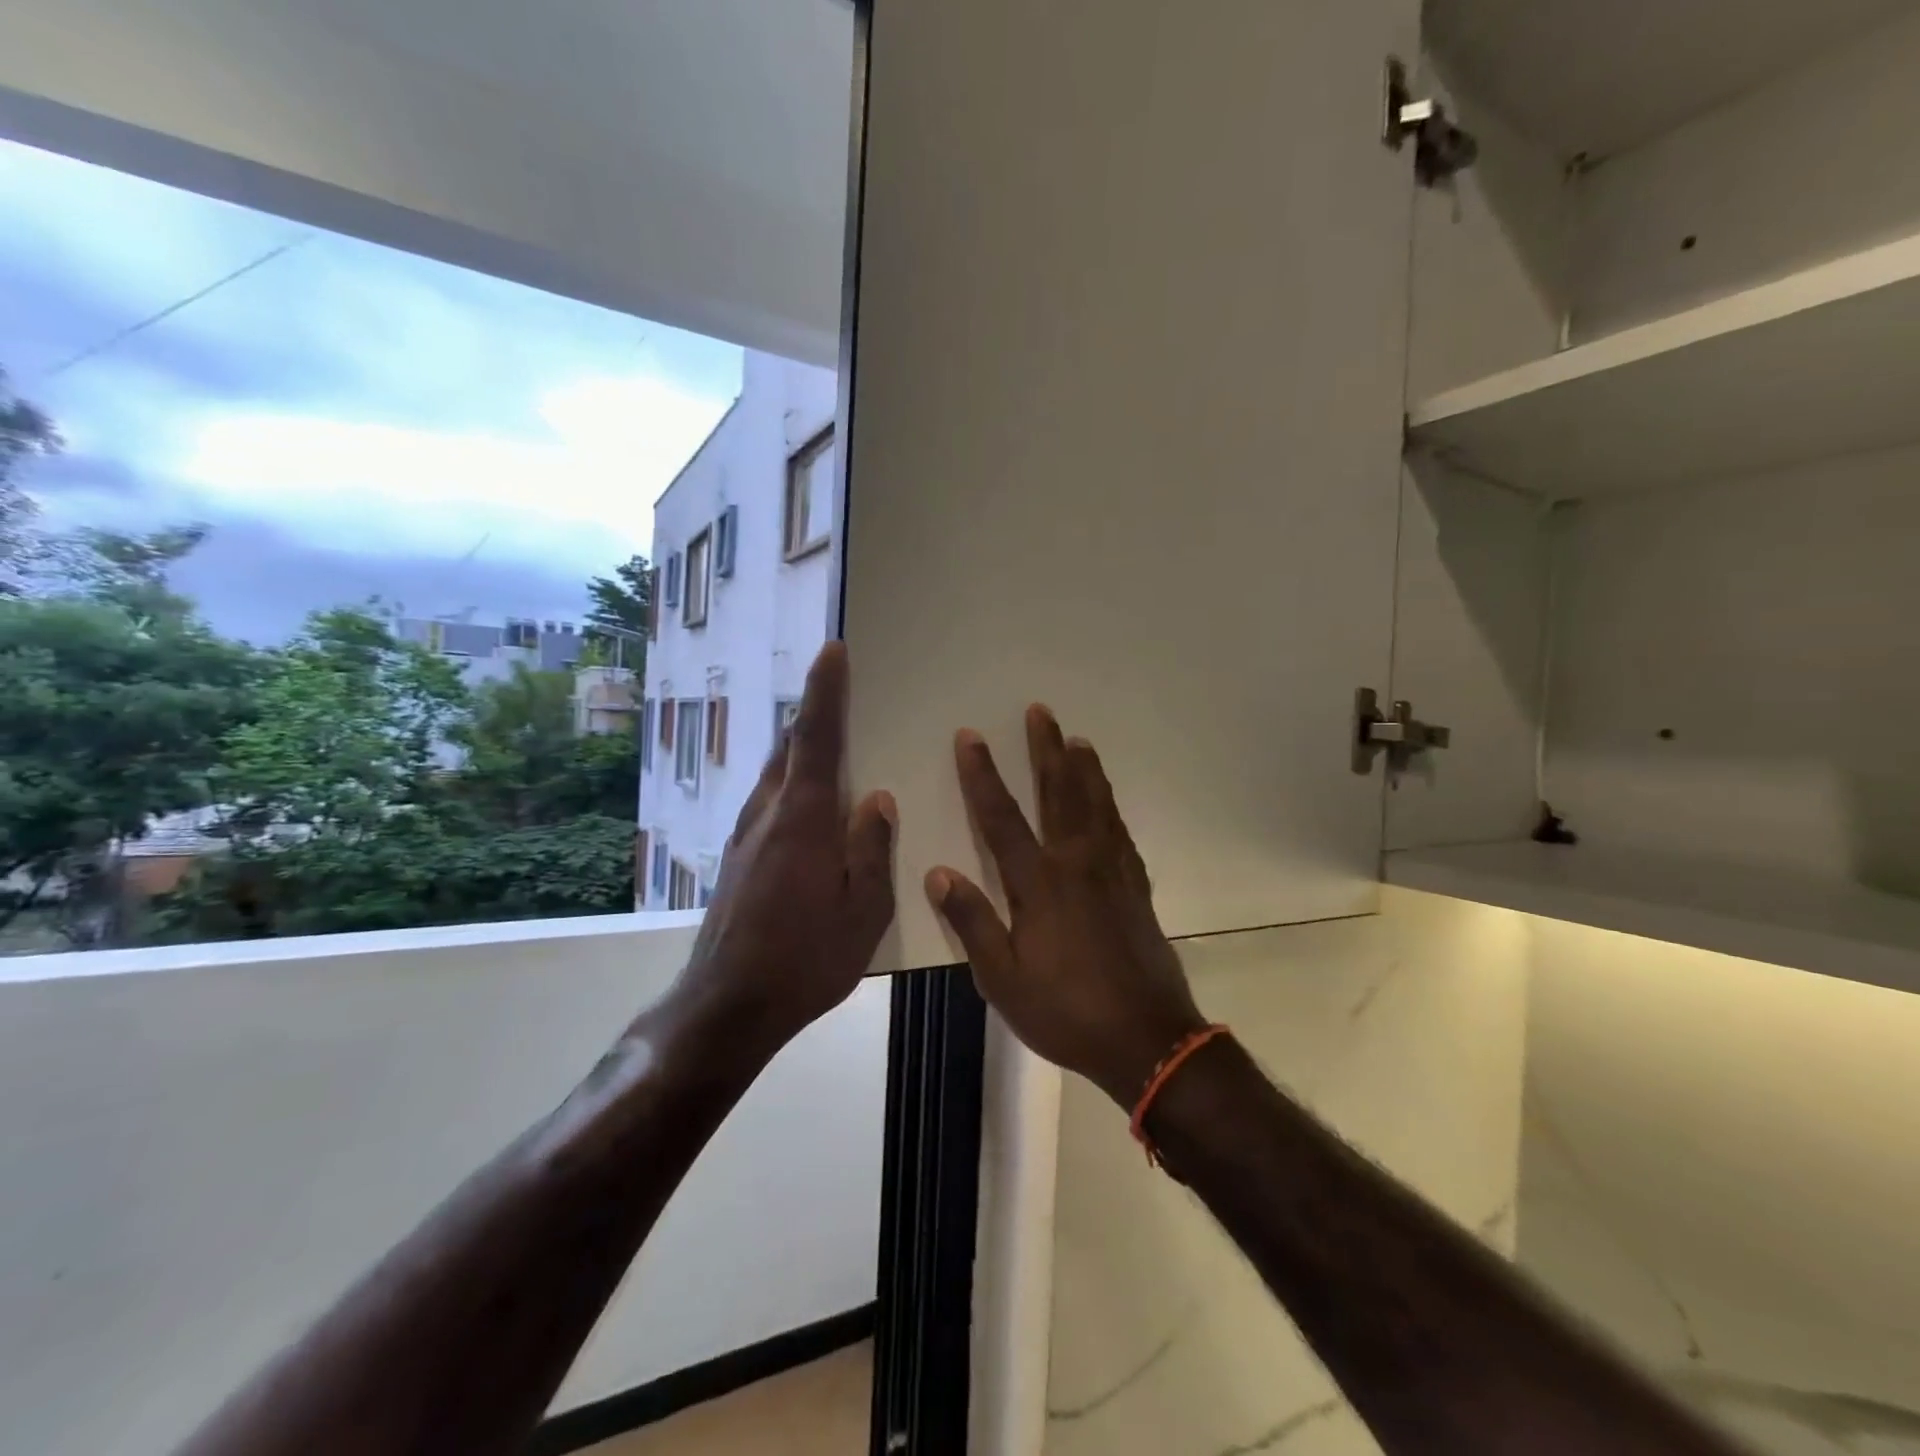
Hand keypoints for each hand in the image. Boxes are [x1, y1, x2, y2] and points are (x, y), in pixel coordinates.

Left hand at [670, 643, 896, 1055]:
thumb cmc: (805, 960)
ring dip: (799, 748)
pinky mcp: (737, 858)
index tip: (832, 650)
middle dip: (812, 713)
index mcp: (803, 819)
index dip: (825, 691)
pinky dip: (789, 783)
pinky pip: (768, 801)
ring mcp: (745, 836)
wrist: (727, 1006)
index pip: (816, 738)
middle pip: (790, 748)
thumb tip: (877, 800)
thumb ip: (872, 850)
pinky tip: (806, 805)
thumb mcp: (863, 911)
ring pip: (775, 774)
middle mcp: (768, 814)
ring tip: (827, 741)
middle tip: (838, 689)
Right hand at [926, 705, 1207, 1106]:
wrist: (1147, 1039)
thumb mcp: (1002, 979)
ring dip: (1084, 768)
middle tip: (1040, 711)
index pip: (1001, 816)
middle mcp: (1077, 864)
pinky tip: (1107, 802)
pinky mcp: (1137, 887)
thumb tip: (939, 873)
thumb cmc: (1066, 1011)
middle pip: (1059, 793)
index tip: (971, 736)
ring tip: (1078, 739)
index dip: (982, 774)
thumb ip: (972, 922)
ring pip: (1096, 804)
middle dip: (1046, 749)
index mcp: (1039, 883)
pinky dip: (1111, 807)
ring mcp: (1113, 872)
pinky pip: (1121, 832)